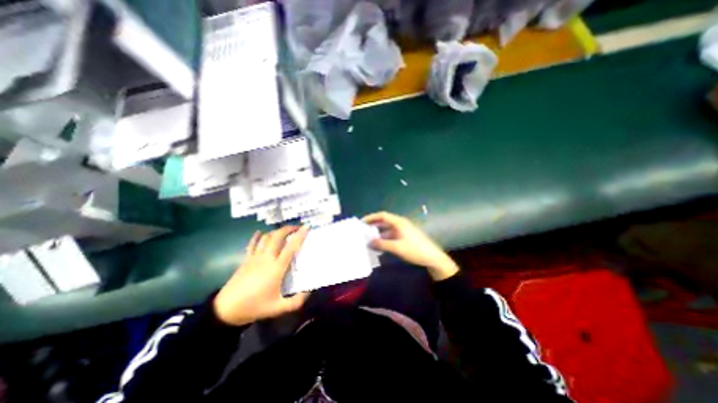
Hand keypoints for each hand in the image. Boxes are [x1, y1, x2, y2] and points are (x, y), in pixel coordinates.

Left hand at [215, 225, 311, 325]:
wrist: (226, 310)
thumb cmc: (254, 306)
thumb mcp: (278, 308)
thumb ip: (296, 301)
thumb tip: (309, 291)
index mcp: (276, 268)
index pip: (291, 247)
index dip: (300, 235)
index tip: (307, 226)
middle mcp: (266, 258)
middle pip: (277, 236)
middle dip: (288, 229)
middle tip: (297, 227)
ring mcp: (255, 257)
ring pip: (266, 237)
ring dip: (276, 231)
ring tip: (284, 231)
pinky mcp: (246, 259)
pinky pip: (252, 244)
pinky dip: (257, 236)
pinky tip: (260, 232)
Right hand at [365, 211, 458, 279]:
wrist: (433, 258)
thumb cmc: (415, 250)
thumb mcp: (397, 247)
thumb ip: (382, 244)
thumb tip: (369, 242)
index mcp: (399, 222)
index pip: (382, 215)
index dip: (371, 217)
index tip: (361, 222)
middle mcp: (400, 224)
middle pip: (384, 221)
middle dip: (373, 225)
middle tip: (363, 231)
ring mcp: (403, 230)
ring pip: (387, 229)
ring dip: (378, 233)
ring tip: (368, 239)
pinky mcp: (405, 237)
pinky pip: (391, 235)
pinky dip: (384, 239)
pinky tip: (379, 246)